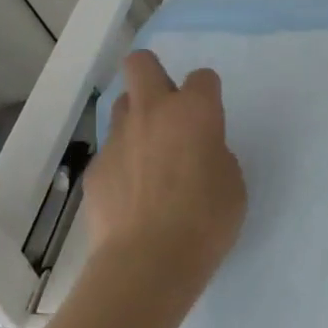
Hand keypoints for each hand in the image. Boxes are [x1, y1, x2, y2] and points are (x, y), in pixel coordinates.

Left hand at [81, 50, 246, 304]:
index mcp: (195, 111)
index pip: (203, 77)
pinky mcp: (96, 170)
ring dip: (137, 120)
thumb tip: (198, 153)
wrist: (148, 263)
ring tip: (150, 156)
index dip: (207, 94)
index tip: (210, 119)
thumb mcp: (232, 183)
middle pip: (141, 63)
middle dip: (153, 73)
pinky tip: (132, 196)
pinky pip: (111, 152)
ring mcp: (118, 139)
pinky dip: (122, 164)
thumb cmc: (206, 220)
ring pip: (122, 106)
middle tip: (167, 107)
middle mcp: (153, 113)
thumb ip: (215, 154)